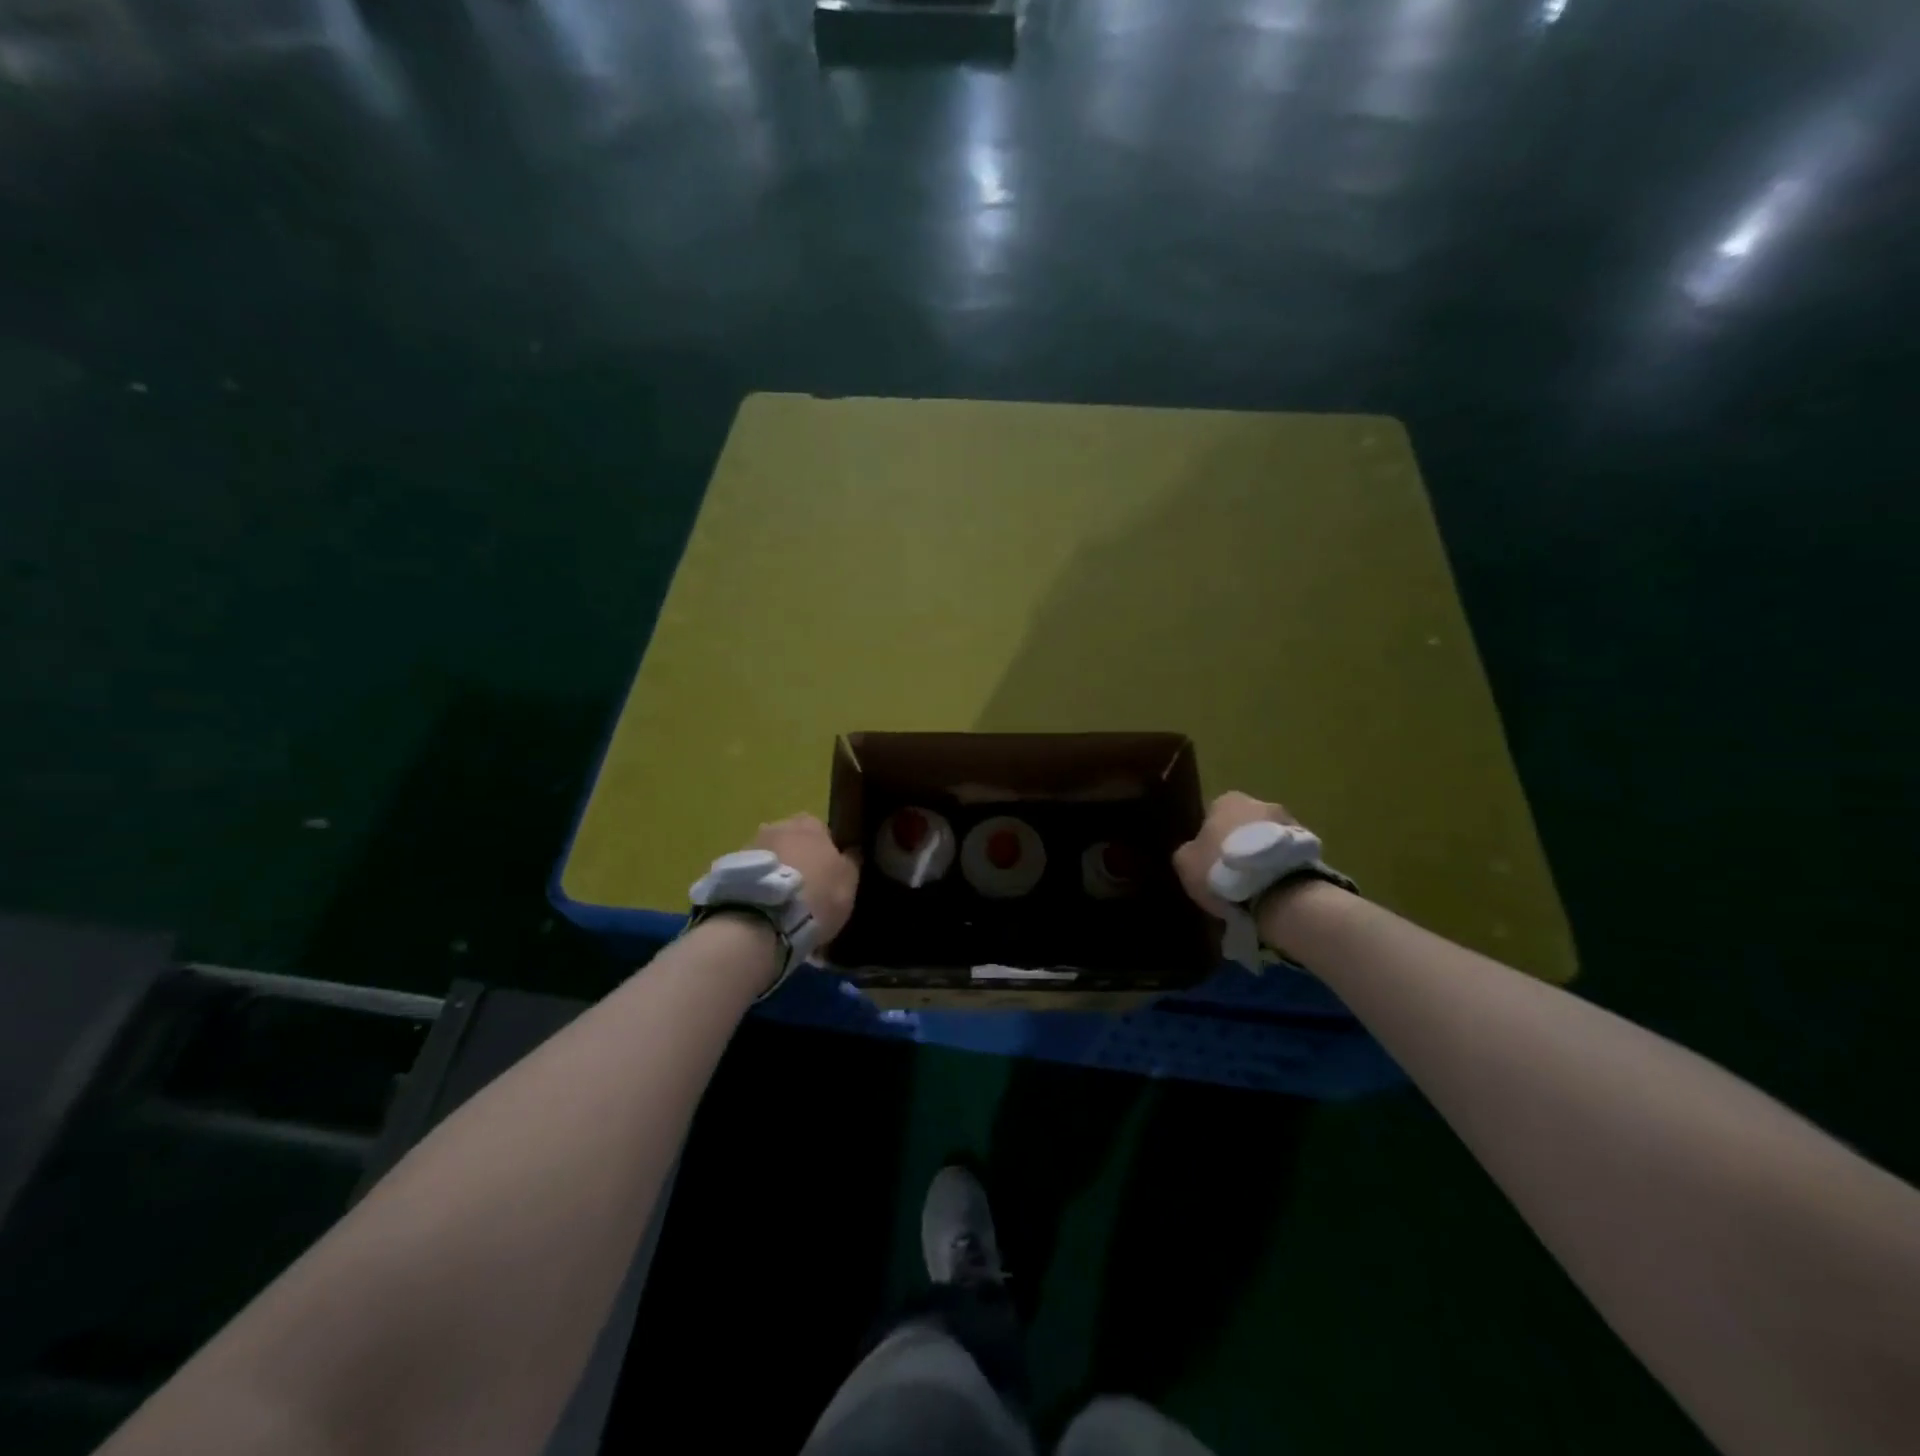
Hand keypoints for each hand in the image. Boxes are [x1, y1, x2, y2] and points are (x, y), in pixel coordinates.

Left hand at [753, 814, 860, 945]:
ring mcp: (750, 845)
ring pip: (769, 856)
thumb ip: (851, 862)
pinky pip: (751, 874)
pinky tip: (762, 907)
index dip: (826, 851)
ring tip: (780, 901)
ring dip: (775, 871)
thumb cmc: (817, 894)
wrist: (763, 917)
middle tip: (804, 887)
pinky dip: (757, 885)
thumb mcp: (849, 881)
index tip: (828, 874)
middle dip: (797, 858)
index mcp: (810, 824)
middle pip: (792, 840)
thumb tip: (853, 851)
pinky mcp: (729, 869)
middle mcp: (778, 826)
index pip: (822, 830)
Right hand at [1173, 791, 1301, 919]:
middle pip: (1243, 825)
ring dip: (1262, 856)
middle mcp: (1261, 802)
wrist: (1276, 888)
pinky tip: (1273, 889)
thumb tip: (1194, 851)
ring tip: (1256, 886)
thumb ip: (1187, 851)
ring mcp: (1290, 822)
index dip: (1210, 840)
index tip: (1210, 863)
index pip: (1213, 816)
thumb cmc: (1222, 868)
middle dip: (1239, 845)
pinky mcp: (1310, 846)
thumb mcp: (1185, 862)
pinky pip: (1287, 855)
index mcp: (1227, 800)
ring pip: (1268, 840)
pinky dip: (1280, 868)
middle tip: (1233, 875)